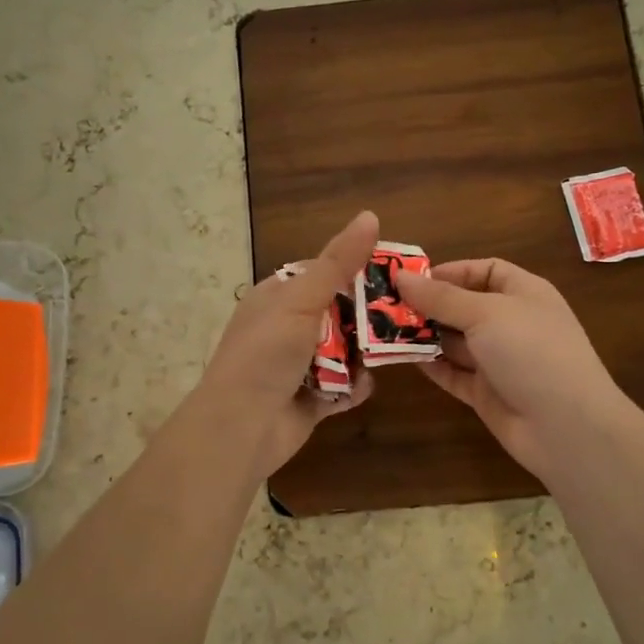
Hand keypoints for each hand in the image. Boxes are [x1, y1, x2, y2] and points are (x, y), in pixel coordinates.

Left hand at [198, 210, 377, 478]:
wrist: (240, 428)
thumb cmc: (266, 354)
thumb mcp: (302, 300)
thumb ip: (338, 262)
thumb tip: (370, 215)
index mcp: (277, 297)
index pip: (322, 273)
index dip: (355, 270)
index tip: (393, 271)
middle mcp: (286, 328)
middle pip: (339, 313)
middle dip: (367, 317)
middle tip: (403, 314)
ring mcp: (298, 365)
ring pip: (344, 351)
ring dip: (362, 354)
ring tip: (388, 351)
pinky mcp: (311, 400)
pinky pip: (342, 387)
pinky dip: (353, 387)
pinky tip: (360, 387)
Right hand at [398, 258, 633, 478]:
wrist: (566, 426)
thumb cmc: (531, 351)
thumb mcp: (486, 313)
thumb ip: (441, 297)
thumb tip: (401, 276)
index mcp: (524, 293)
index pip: (485, 271)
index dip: (450, 271)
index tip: (412, 279)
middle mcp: (512, 323)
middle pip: (464, 306)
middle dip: (428, 305)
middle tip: (384, 305)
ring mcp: (499, 360)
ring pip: (455, 341)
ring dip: (423, 335)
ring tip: (383, 330)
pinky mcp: (486, 393)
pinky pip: (453, 373)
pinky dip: (430, 365)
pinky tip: (402, 358)